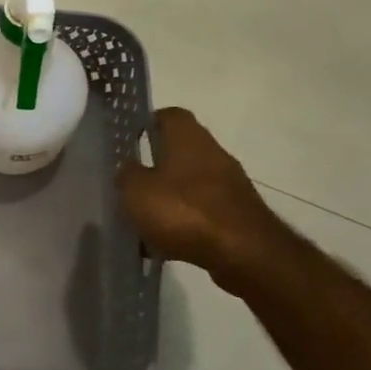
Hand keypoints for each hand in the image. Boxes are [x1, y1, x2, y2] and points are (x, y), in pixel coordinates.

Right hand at [118, 108, 289, 294]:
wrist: (244, 254)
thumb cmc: (184, 211)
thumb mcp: (136, 190)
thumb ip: (126, 175)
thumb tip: (128, 168)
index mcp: (188, 138)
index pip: (169, 115)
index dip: (148, 123)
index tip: (130, 140)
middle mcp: (213, 153)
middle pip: (180, 151)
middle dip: (155, 166)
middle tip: (130, 183)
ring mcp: (229, 185)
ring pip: (189, 183)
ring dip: (168, 197)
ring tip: (143, 219)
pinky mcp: (237, 214)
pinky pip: (202, 211)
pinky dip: (184, 222)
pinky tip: (165, 243)